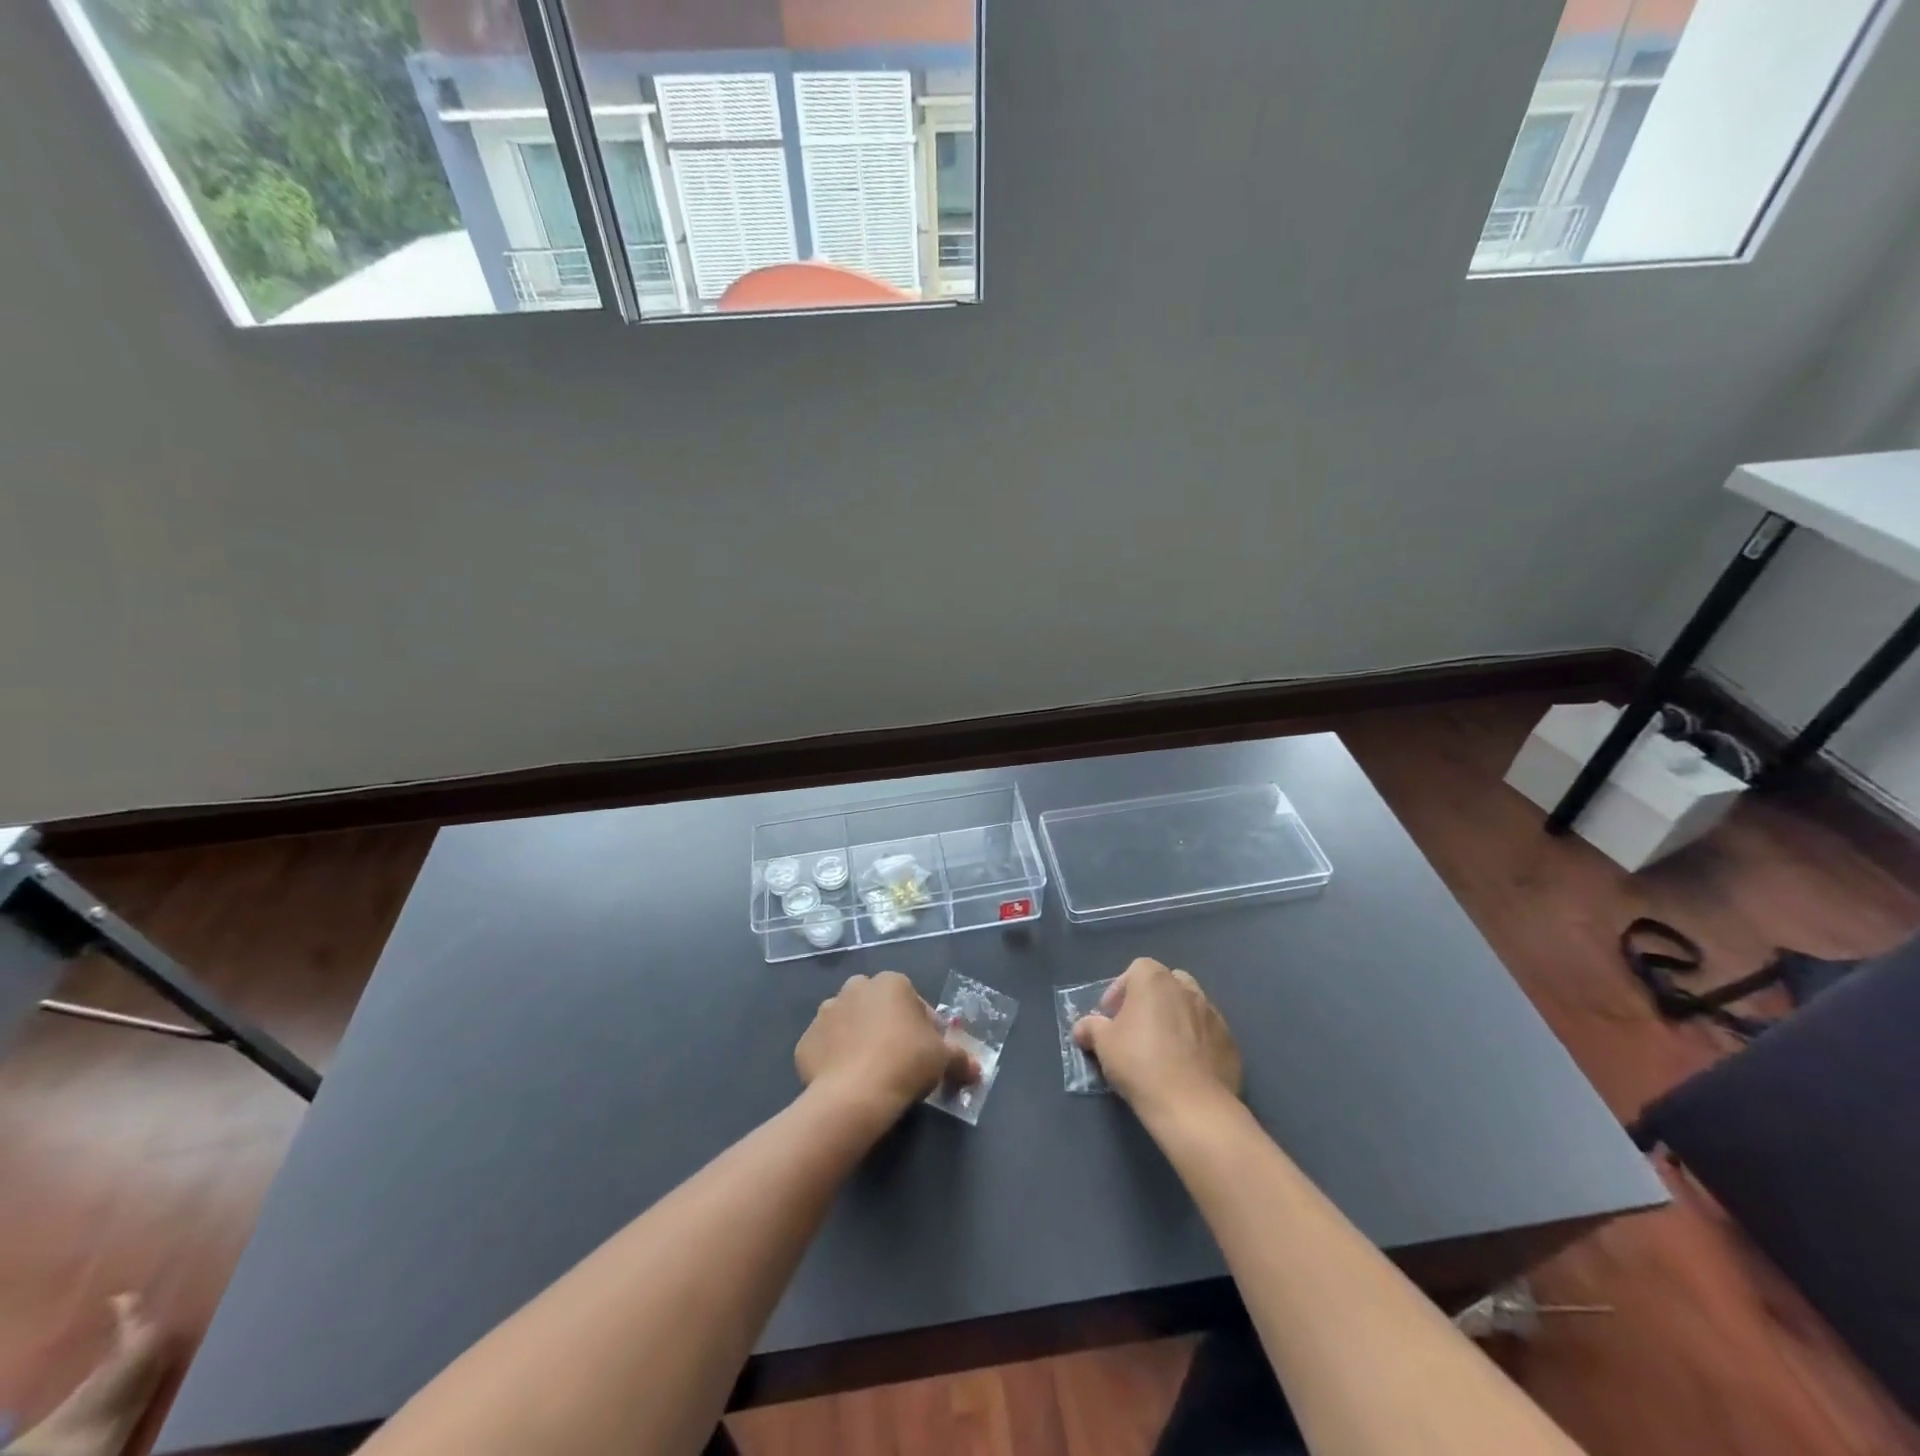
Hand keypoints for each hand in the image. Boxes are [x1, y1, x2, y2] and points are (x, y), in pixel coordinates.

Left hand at [796, 972, 976, 1118]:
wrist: (854, 1094)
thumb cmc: (905, 1064)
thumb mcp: (943, 1060)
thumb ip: (961, 1059)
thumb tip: (978, 1070)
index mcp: (891, 983)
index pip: (912, 1000)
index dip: (922, 1026)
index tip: (925, 1052)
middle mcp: (855, 988)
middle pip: (877, 1006)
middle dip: (885, 1026)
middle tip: (897, 1059)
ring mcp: (826, 1012)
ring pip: (848, 1023)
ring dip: (857, 1039)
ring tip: (869, 1071)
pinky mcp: (806, 1040)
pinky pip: (826, 1047)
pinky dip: (834, 1059)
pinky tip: (846, 1081)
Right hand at [1073, 958, 1241, 1117]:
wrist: (1192, 1106)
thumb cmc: (1140, 1063)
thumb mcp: (1103, 1044)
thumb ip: (1091, 1028)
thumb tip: (1082, 1028)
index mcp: (1155, 980)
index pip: (1136, 969)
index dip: (1120, 990)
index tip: (1111, 1016)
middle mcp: (1186, 989)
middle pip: (1166, 983)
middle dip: (1150, 1000)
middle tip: (1136, 1027)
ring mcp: (1213, 1014)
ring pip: (1189, 1006)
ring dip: (1175, 1019)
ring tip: (1162, 1048)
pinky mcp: (1230, 1042)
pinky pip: (1207, 1033)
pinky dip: (1196, 1042)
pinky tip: (1185, 1067)